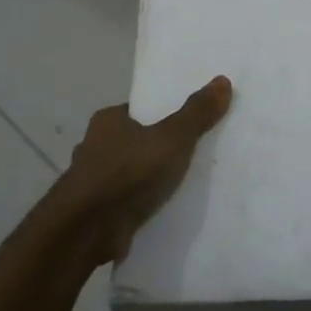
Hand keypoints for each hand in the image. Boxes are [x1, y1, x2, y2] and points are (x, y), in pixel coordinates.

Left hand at [57, 76, 233, 264]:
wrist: (87, 231)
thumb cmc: (127, 172)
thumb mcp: (172, 138)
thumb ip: (197, 113)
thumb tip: (223, 80)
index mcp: (108, 121)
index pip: (139, 110)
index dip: (162, 115)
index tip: (187, 124)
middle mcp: (94, 146)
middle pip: (134, 141)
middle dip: (156, 149)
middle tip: (190, 155)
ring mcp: (92, 182)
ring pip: (128, 174)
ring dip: (147, 180)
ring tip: (181, 186)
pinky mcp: (95, 213)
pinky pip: (125, 202)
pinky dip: (140, 204)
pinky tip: (162, 211)